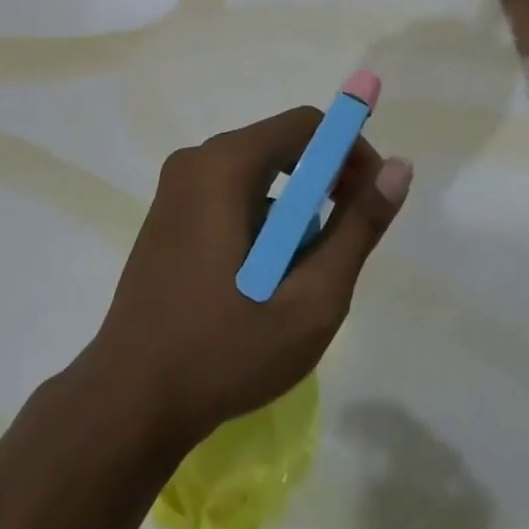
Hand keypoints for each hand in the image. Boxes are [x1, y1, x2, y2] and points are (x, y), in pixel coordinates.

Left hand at [84, 109, 411, 449]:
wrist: (128, 403)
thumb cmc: (225, 350)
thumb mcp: (311, 298)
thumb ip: (358, 228)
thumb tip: (399, 169)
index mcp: (226, 164)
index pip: (307, 125)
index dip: (350, 153)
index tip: (372, 201)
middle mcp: (198, 159)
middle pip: (281, 146)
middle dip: (324, 186)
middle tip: (344, 245)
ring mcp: (177, 186)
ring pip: (258, 174)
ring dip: (293, 211)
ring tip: (301, 276)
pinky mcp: (168, 213)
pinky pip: (230, 194)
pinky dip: (261, 221)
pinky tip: (262, 280)